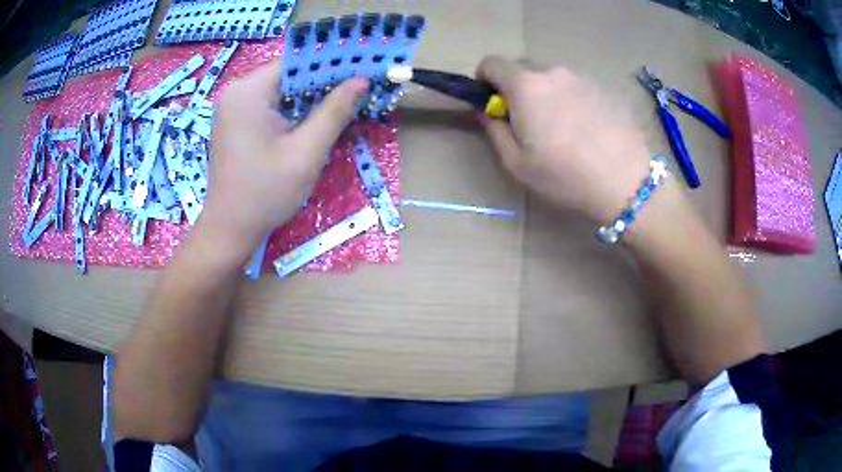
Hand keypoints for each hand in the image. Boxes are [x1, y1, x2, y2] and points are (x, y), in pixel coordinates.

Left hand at [199, 58, 368, 259]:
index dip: (330, 65)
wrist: (229, 229)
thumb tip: (361, 81)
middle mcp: (236, 91)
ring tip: (339, 106)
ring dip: (308, 97)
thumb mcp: (306, 152)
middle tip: (355, 91)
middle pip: (287, 74)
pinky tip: (310, 122)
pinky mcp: (234, 121)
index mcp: (248, 92)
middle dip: (321, 82)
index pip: (296, 63)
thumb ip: (334, 112)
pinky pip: (269, 104)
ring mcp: (232, 106)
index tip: (360, 71)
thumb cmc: (265, 193)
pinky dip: (291, 109)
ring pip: (280, 89)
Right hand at [476, 56, 653, 222]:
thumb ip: (494, 130)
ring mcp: (581, 78)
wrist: (627, 180)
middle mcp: (552, 73)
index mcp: (525, 86)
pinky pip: (575, 88)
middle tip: (528, 122)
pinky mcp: (603, 89)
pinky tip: (586, 131)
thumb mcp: (517, 163)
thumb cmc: (565, 175)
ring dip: (546, 95)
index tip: (493, 104)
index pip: (491, 63)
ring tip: (562, 130)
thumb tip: (487, 110)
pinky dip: (570, 101)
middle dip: (516, 89)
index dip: (484, 80)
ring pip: (551, 79)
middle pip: (522, 69)